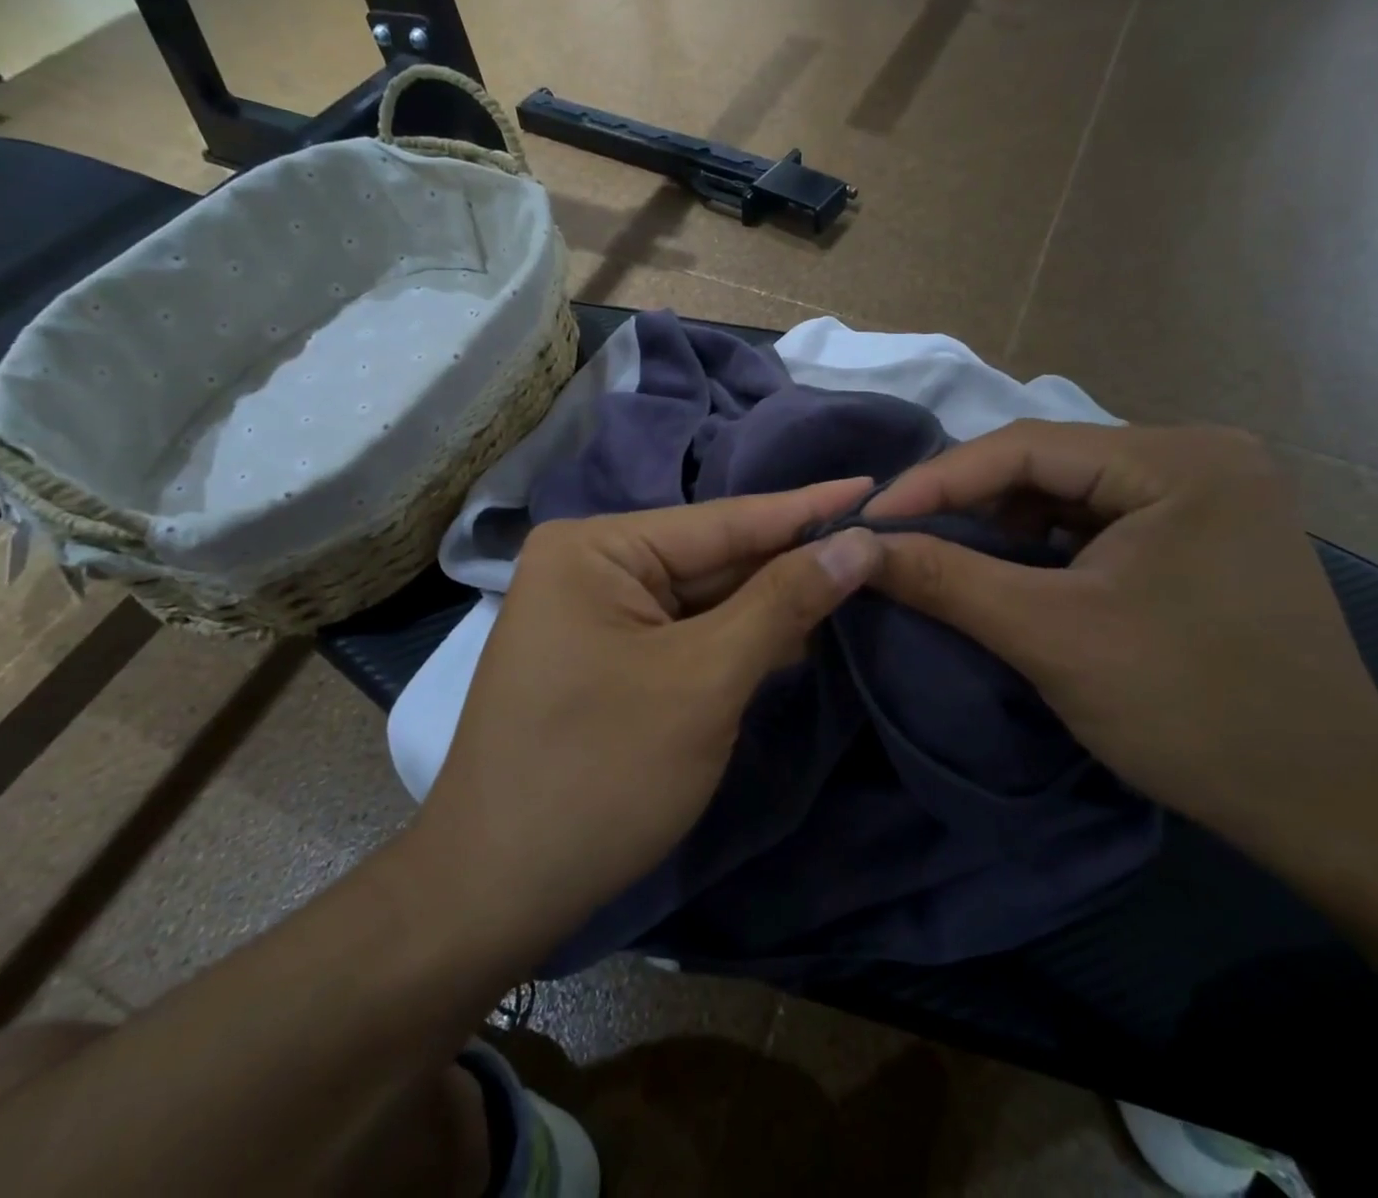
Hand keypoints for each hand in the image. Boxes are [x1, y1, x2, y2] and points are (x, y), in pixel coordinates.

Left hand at [411, 481, 882, 954]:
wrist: (496, 893)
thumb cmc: (600, 774)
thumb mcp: (704, 681)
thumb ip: (783, 603)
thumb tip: (858, 543)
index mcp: (596, 547)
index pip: (725, 520)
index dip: (807, 508)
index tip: (876, 484)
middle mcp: (591, 565)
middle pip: (715, 558)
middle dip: (793, 562)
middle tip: (882, 545)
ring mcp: (595, 614)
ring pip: (705, 599)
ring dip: (772, 603)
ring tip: (859, 581)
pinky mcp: (606, 658)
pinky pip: (686, 634)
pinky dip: (738, 639)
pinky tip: (797, 633)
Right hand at [865, 422, 1377, 858]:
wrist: (1330, 808)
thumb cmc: (1193, 712)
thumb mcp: (1052, 638)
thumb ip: (946, 580)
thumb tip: (856, 548)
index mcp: (1179, 460)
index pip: (1026, 446)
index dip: (937, 481)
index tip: (868, 519)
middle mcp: (1198, 458)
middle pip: (1047, 465)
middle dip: (967, 504)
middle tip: (898, 538)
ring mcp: (1204, 496)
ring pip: (1067, 494)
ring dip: (1001, 527)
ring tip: (943, 558)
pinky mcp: (1200, 536)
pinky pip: (1095, 523)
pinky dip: (1041, 548)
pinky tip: (1009, 575)